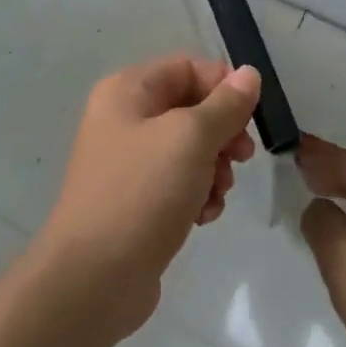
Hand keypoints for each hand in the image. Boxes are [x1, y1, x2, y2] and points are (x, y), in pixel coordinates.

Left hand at [37, 55, 260, 335]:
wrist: (94, 278)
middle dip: (222, 133)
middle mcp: (124, 118)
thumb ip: (225, 105)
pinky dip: (198, 194)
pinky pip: (179, 183)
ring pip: (190, 149)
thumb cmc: (141, 192)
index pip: (188, 68)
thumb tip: (248, 74)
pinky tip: (203, 217)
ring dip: (215, 169)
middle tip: (241, 158)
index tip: (251, 117)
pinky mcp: (137, 200)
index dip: (224, 87)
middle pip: (191, 108)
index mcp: (127, 91)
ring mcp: (129, 162)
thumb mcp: (190, 139)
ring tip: (217, 194)